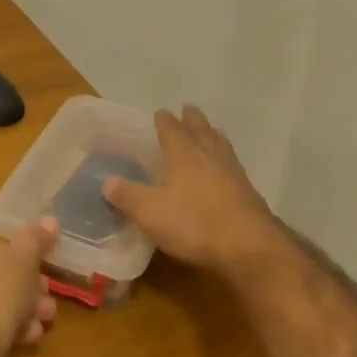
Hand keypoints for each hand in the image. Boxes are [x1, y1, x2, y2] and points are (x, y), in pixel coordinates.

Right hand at [103, 106, 287, 282]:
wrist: (249, 247)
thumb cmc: (193, 223)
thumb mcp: (149, 212)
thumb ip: (127, 195)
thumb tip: (106, 182)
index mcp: (183, 155)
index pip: (171, 130)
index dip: (164, 121)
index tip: (161, 112)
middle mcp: (210, 157)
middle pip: (201, 131)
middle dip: (193, 120)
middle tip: (188, 109)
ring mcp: (233, 174)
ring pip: (221, 146)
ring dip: (213, 136)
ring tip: (212, 131)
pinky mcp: (249, 194)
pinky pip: (234, 167)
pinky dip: (226, 160)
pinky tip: (227, 169)